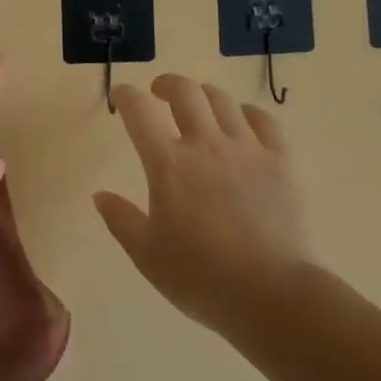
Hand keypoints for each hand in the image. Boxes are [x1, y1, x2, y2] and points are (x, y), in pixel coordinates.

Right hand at [96, 75, 310, 333]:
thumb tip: (100, 195)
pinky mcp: (280, 160)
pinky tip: (242, 123)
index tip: (120, 98)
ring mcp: (247, 148)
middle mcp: (206, 144)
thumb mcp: (147, 256)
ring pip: (222, 100)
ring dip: (203, 96)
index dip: (125, 96)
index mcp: (168, 164)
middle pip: (184, 91)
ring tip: (199, 106)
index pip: (139, 111)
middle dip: (166, 84)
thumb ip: (121, 220)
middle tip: (158, 93)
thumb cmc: (202, 278)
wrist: (273, 296)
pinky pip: (263, 119)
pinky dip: (247, 113)